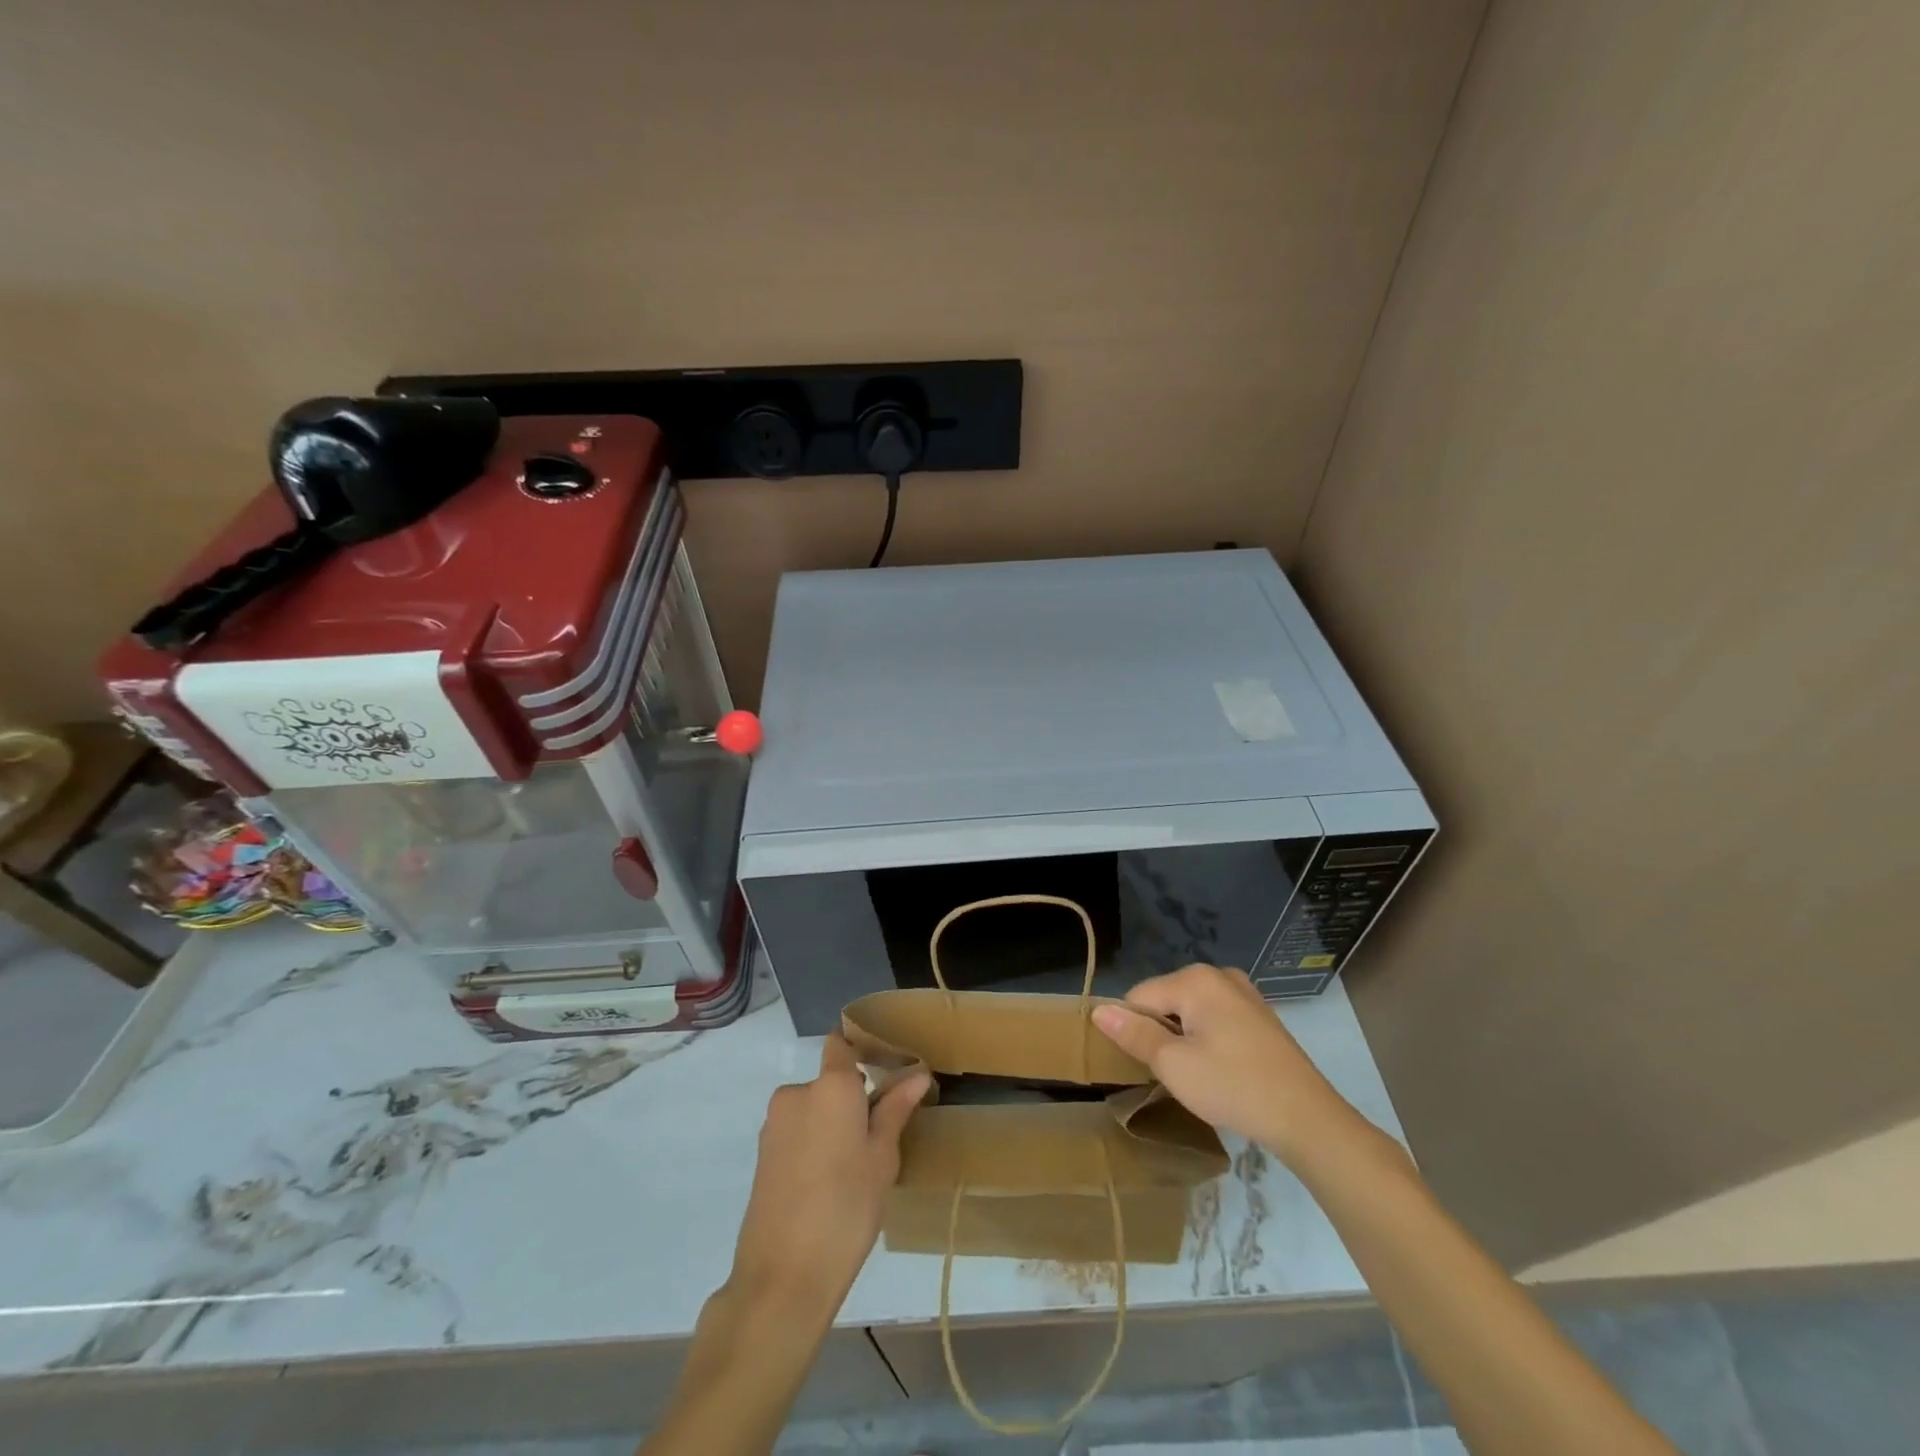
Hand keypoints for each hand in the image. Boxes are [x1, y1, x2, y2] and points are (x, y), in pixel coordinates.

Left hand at [726, 1032, 929, 1321]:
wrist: (782, 1276)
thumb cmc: (846, 1208)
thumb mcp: (882, 1158)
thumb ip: (895, 1109)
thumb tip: (917, 1074)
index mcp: (831, 1086)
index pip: (841, 1044)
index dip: (860, 1050)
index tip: (885, 1071)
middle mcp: (797, 1093)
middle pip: (830, 1081)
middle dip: (851, 1100)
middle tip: (877, 1138)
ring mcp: (774, 1124)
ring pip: (813, 1109)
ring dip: (832, 1125)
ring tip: (854, 1169)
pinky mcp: (762, 1154)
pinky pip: (796, 1133)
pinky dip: (813, 1145)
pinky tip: (827, 1184)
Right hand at [1091, 964, 1350, 1163]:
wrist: (1307, 1118)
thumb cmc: (1233, 1087)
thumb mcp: (1174, 1065)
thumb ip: (1134, 1034)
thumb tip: (1099, 1011)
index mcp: (1194, 979)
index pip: (1138, 997)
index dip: (1134, 1032)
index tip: (1148, 1066)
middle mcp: (1218, 974)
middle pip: (1165, 1000)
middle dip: (1160, 1034)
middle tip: (1176, 1074)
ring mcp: (1243, 993)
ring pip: (1190, 1011)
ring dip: (1184, 1039)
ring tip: (1198, 1076)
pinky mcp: (1259, 1015)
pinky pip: (1215, 1019)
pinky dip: (1207, 1040)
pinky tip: (1221, 1070)